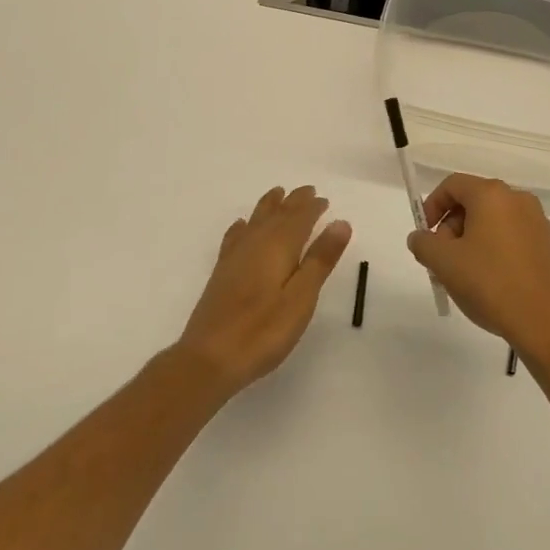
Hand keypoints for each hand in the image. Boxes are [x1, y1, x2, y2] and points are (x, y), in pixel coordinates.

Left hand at [176, 185, 351, 395]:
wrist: (210, 358)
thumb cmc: (263, 331)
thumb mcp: (301, 297)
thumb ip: (320, 259)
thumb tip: (340, 222)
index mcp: (279, 246)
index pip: (299, 218)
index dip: (313, 207)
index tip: (324, 200)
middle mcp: (255, 243)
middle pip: (277, 214)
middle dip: (293, 201)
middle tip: (307, 191)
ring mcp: (235, 257)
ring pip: (255, 220)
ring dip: (269, 206)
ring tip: (278, 194)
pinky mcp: (222, 273)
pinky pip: (235, 236)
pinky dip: (242, 226)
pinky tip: (241, 226)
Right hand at [407, 174, 549, 367]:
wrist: (543, 321)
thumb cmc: (489, 283)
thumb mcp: (444, 263)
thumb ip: (423, 243)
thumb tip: (420, 237)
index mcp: (492, 194)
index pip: (453, 185)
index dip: (432, 205)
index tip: (425, 234)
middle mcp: (517, 199)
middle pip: (473, 201)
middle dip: (451, 226)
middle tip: (442, 259)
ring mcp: (536, 221)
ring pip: (492, 220)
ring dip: (470, 239)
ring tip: (463, 274)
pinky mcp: (547, 244)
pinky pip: (510, 235)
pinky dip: (493, 248)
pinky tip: (488, 279)